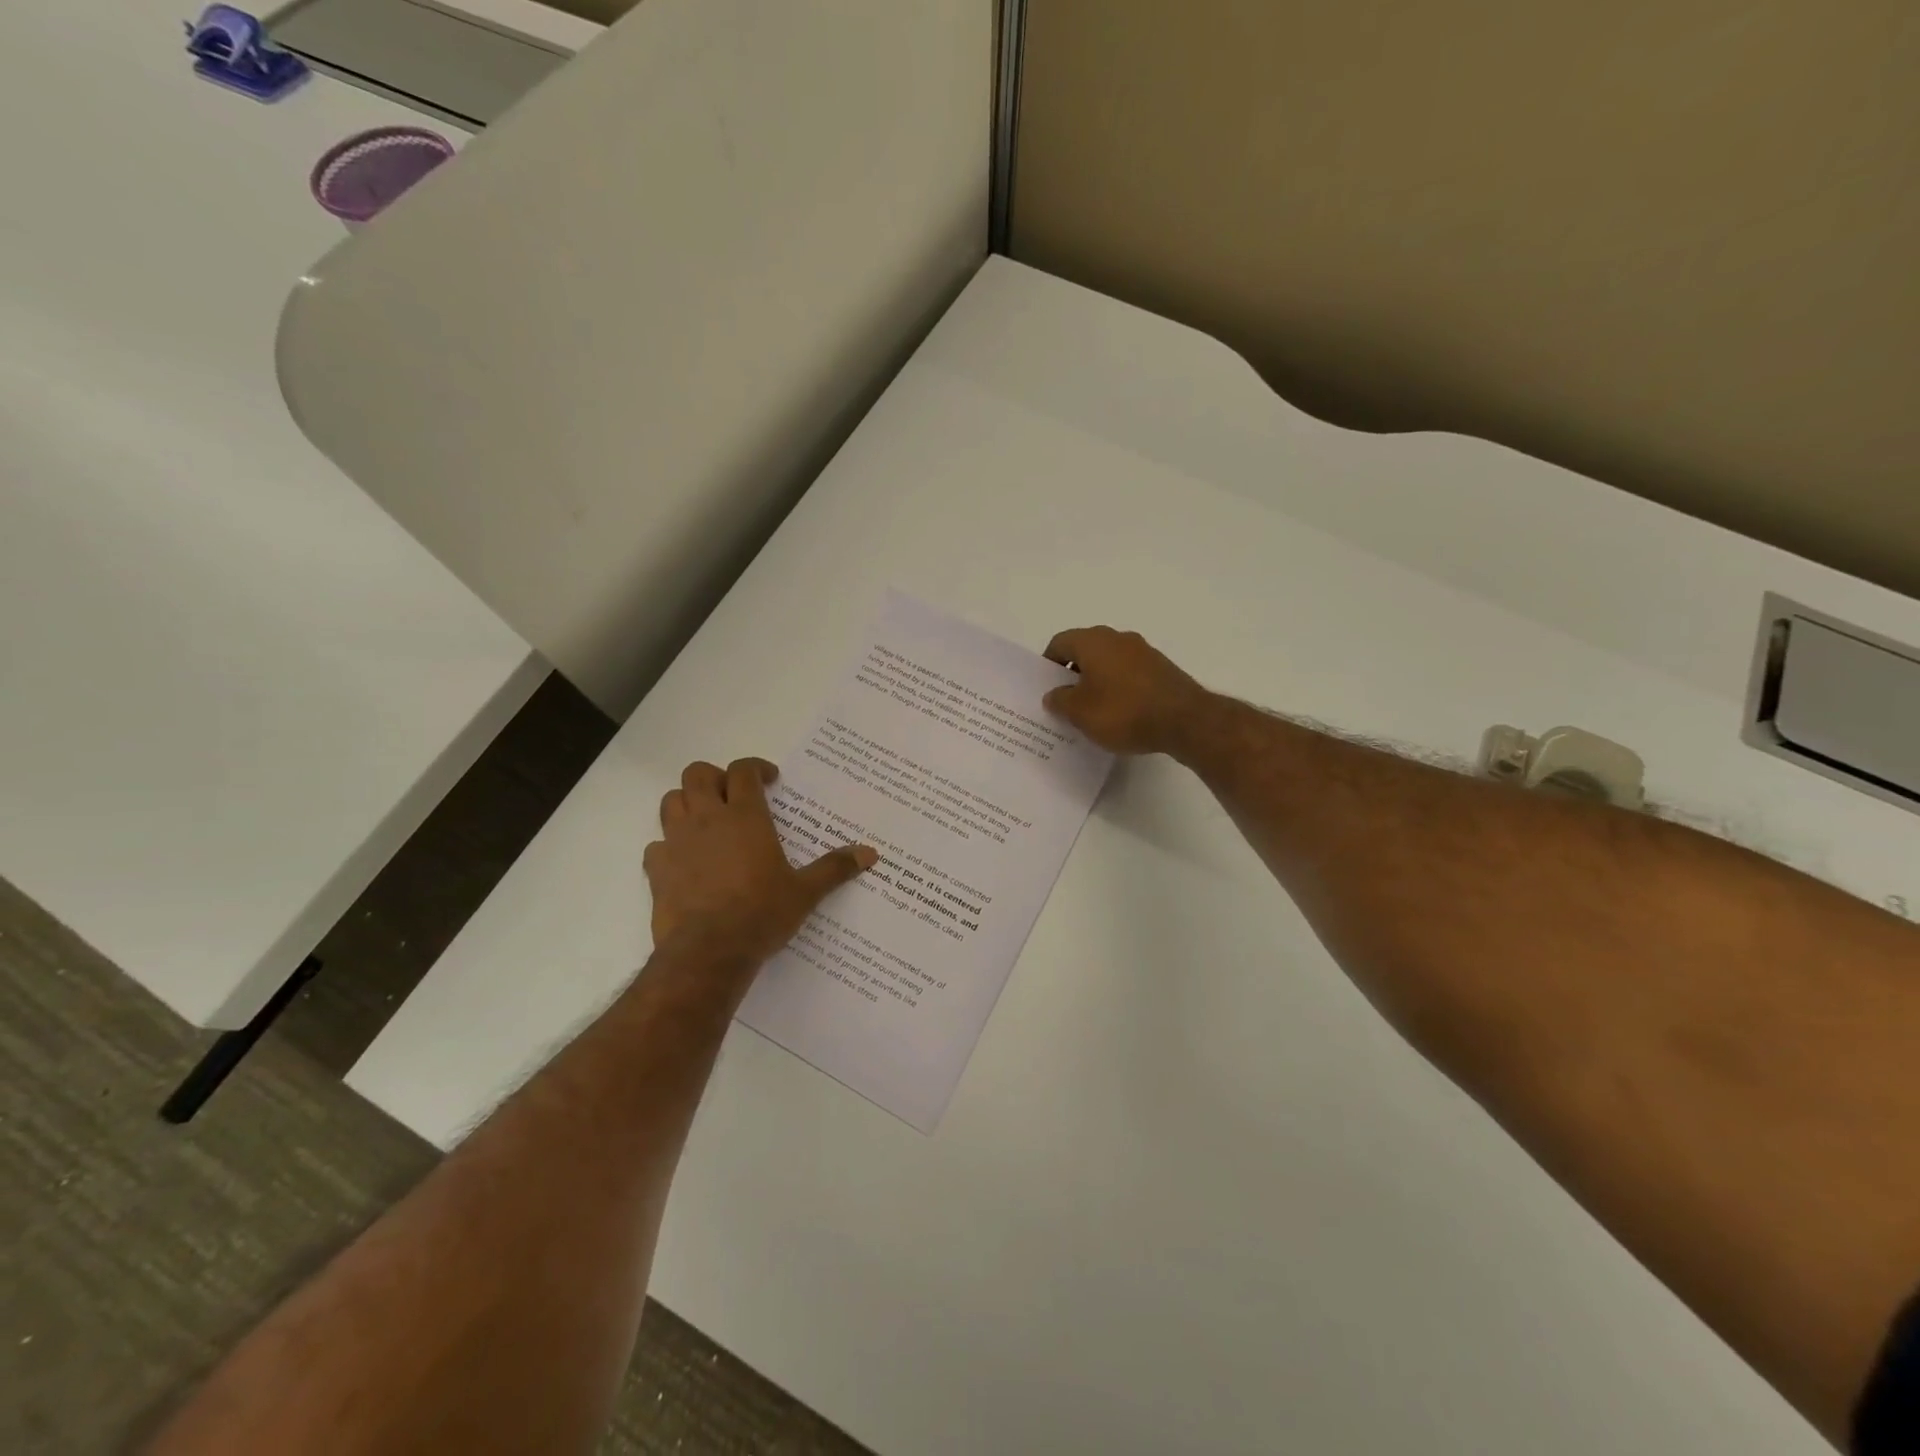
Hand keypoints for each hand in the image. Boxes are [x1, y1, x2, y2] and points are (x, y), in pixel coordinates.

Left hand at [645, 758, 876, 963]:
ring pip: (671, 801)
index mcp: (745, 817)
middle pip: (698, 774)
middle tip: (733, 795)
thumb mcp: (804, 892)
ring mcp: (677, 842)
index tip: (769, 779)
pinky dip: (669, 845)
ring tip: (707, 820)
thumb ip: (834, 868)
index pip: (743, 771)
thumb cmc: (761, 914)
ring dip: (687, 802)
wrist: (708, 952)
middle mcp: (707, 820)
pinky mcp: (657, 869)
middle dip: (715, 777)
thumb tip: (870, 853)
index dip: (756, 767)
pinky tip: (685, 860)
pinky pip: (656, 844)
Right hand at [1041, 627, 1213, 756]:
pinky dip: (1119, 687)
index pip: (1060, 642)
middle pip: (1085, 650)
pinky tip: (1120, 712)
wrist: (1185, 720)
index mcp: (1093, 641)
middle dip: (1073, 673)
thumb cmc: (1123, 712)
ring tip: (1092, 710)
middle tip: (1065, 700)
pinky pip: (1129, 673)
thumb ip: (1060, 701)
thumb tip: (1053, 694)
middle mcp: (1118, 638)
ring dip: (1097, 680)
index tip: (1046, 687)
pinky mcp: (1161, 668)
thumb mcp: (1080, 712)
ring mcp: (1143, 651)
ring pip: (1109, 661)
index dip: (1048, 664)